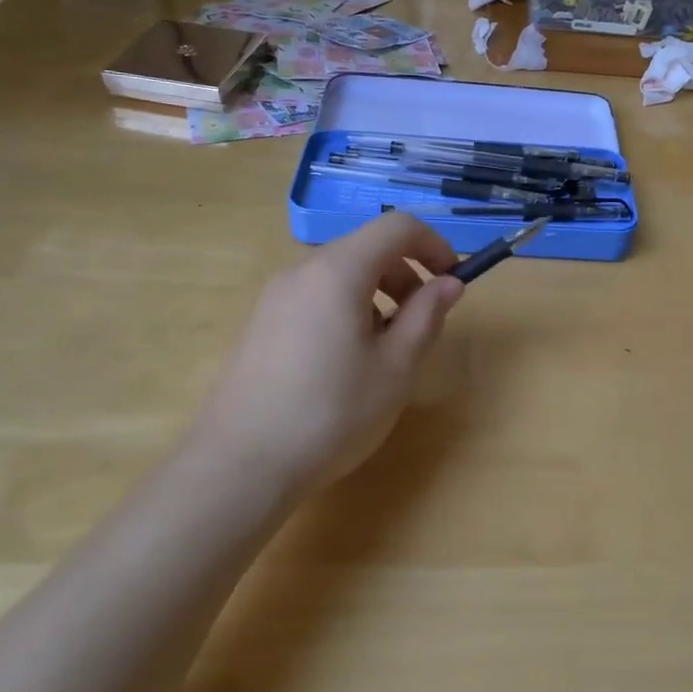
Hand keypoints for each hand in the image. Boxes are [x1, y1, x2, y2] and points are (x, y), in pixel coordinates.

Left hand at [201, 212, 464, 492]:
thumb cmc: (331, 413)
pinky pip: (316, 297)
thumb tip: (449, 283)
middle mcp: (302, 271)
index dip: (434, 244)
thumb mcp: (395, 368)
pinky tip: (346, 364)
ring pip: (340, 275)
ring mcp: (275, 297)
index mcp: (338, 271)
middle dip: (406, 274)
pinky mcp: (260, 324)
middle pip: (366, 248)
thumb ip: (426, 316)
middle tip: (422, 322)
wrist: (240, 465)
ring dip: (377, 295)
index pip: (396, 227)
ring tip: (385, 350)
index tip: (452, 280)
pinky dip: (346, 309)